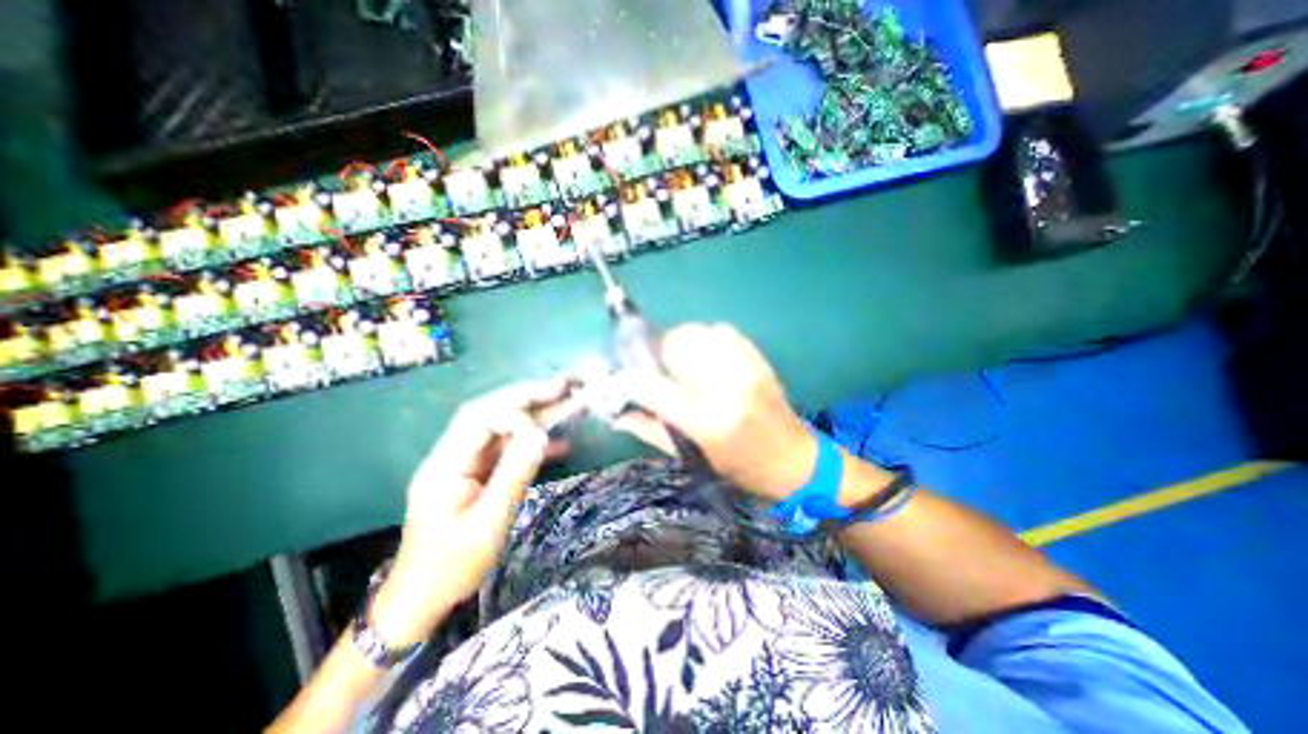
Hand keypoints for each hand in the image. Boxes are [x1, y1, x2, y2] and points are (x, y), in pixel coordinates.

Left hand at [368, 377, 573, 646]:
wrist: (424, 597)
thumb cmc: (452, 565)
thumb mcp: (487, 523)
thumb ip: (513, 476)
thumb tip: (540, 436)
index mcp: (446, 464)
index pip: (479, 419)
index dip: (514, 413)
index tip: (542, 429)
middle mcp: (455, 454)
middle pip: (492, 413)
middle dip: (529, 397)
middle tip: (564, 385)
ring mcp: (468, 463)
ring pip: (505, 429)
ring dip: (537, 415)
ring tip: (570, 402)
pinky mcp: (481, 473)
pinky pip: (510, 450)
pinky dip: (535, 443)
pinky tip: (562, 442)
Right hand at [613, 325, 812, 501]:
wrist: (793, 458)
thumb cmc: (739, 466)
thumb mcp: (692, 457)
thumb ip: (651, 431)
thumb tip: (617, 415)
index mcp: (705, 420)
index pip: (653, 388)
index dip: (629, 379)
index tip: (621, 377)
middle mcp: (724, 387)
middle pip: (675, 346)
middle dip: (657, 354)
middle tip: (656, 369)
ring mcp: (744, 367)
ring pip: (697, 332)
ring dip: (680, 343)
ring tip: (682, 363)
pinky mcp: (757, 357)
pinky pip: (722, 330)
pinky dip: (706, 338)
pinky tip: (707, 357)